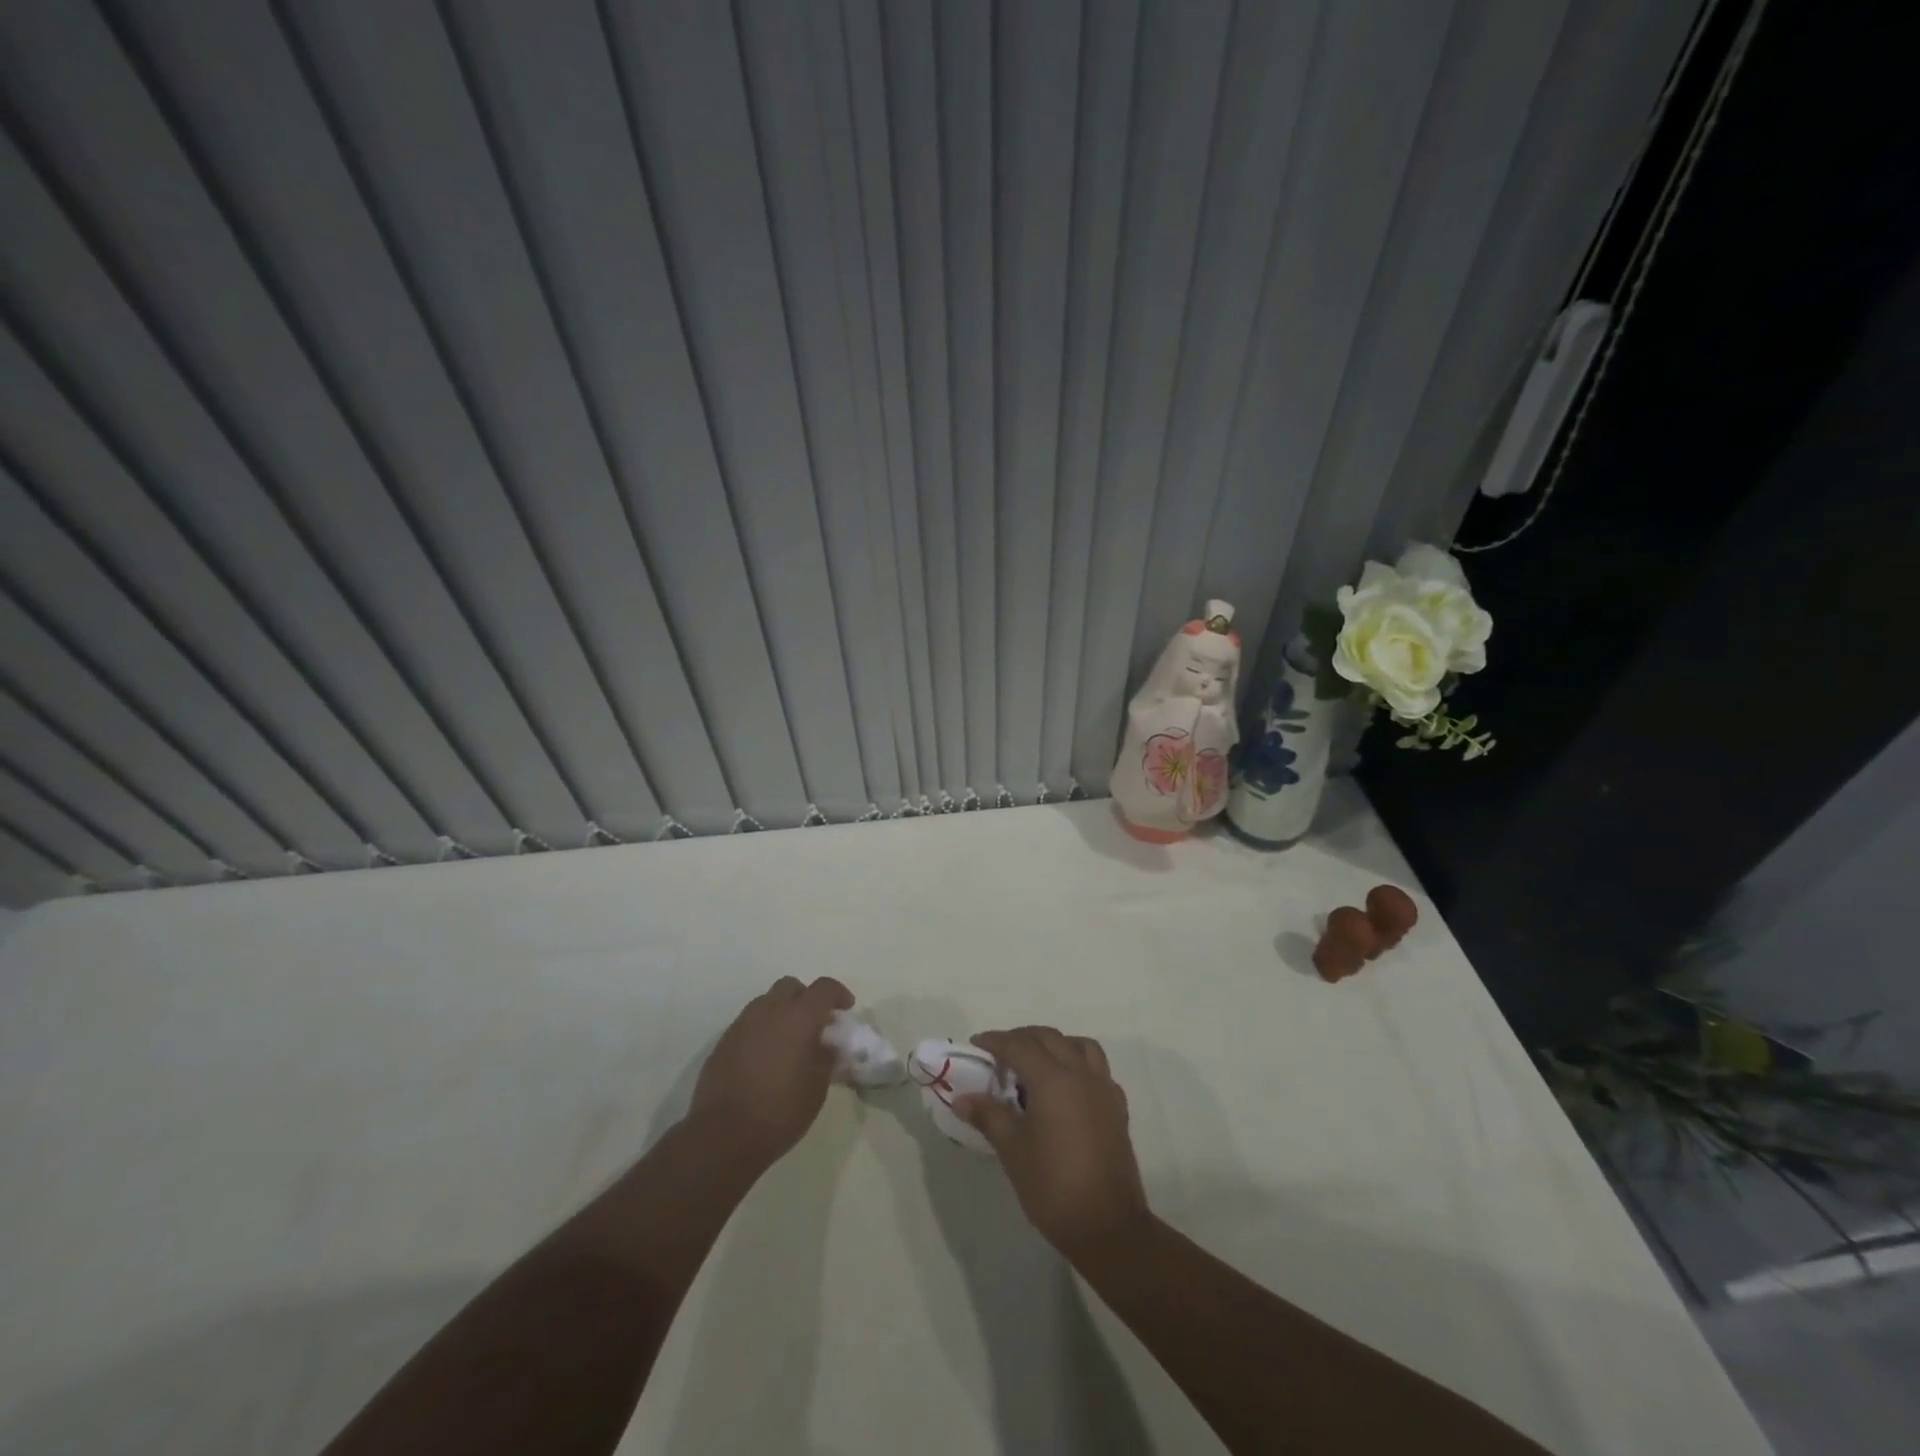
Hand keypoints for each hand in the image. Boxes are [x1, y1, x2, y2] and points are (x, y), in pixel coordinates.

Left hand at [688, 977, 853, 1168]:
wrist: (723, 1136)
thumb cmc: (780, 1112)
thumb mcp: (816, 1088)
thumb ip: (825, 1059)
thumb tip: (826, 1047)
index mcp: (798, 1018)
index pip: (823, 988)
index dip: (838, 993)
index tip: (846, 1008)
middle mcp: (769, 1012)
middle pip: (790, 986)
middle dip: (806, 998)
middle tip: (815, 1023)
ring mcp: (742, 1025)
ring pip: (766, 1002)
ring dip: (782, 1012)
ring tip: (789, 1042)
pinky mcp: (723, 1042)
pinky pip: (748, 1024)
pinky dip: (762, 1030)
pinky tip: (766, 1058)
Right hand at [954, 1026, 1150, 1256]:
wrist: (1108, 1226)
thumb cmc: (1053, 1186)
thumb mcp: (1012, 1150)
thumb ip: (989, 1116)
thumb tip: (963, 1099)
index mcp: (1053, 1079)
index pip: (1019, 1045)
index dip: (995, 1041)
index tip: (976, 1044)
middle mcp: (1080, 1073)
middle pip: (1049, 1038)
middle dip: (1022, 1038)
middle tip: (1000, 1053)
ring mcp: (1103, 1088)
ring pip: (1079, 1045)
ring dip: (1054, 1044)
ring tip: (1035, 1062)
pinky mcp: (1117, 1107)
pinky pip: (1097, 1068)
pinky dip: (1078, 1064)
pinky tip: (1066, 1087)